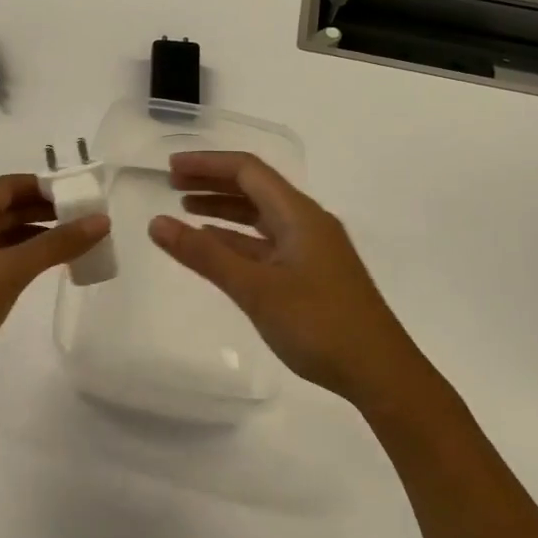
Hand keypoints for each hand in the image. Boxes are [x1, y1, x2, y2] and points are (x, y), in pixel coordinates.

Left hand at [0, 174, 109, 412]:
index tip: (82, 193)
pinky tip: (57, 268)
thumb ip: (57, 243)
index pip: (10, 185)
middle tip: (89, 217)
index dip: (45, 185)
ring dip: (43, 235)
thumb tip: (101, 220)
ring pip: (11, 236)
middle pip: (11, 208)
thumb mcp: (11, 270)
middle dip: (49, 209)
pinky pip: (8, 261)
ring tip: (82, 241)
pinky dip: (32, 259)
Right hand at [148, 152, 412, 404]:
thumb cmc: (319, 325)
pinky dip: (238, 238)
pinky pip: (267, 242)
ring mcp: (311, 249)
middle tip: (171, 184)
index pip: (247, 170)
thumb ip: (205, 255)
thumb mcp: (256, 289)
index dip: (207, 164)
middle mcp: (307, 222)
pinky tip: (216, 246)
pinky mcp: (311, 273)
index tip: (170, 167)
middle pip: (255, 187)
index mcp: (299, 214)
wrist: (380, 373)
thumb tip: (157, 223)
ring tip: (185, 209)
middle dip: (213, 181)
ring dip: (224, 208)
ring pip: (261, 216)